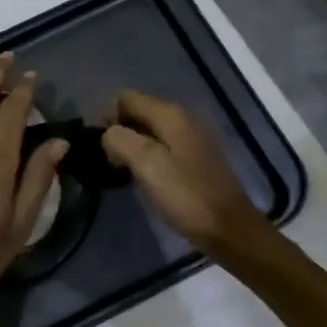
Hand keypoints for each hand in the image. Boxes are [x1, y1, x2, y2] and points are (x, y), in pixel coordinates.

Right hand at [102, 89, 266, 251]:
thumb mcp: (147, 165)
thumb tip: (109, 135)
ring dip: (132, 143)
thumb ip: (120, 140)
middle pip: (138, 110)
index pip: (126, 97)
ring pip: (149, 129)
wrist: (230, 228)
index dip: (106, 115)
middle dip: (118, 129)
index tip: (96, 144)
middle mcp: (183, 117)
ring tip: (121, 170)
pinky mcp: (196, 156)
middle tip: (107, 160)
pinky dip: (147, 154)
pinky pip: (163, 144)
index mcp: (171, 114)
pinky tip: (144, 176)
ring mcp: (192, 136)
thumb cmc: (186, 195)